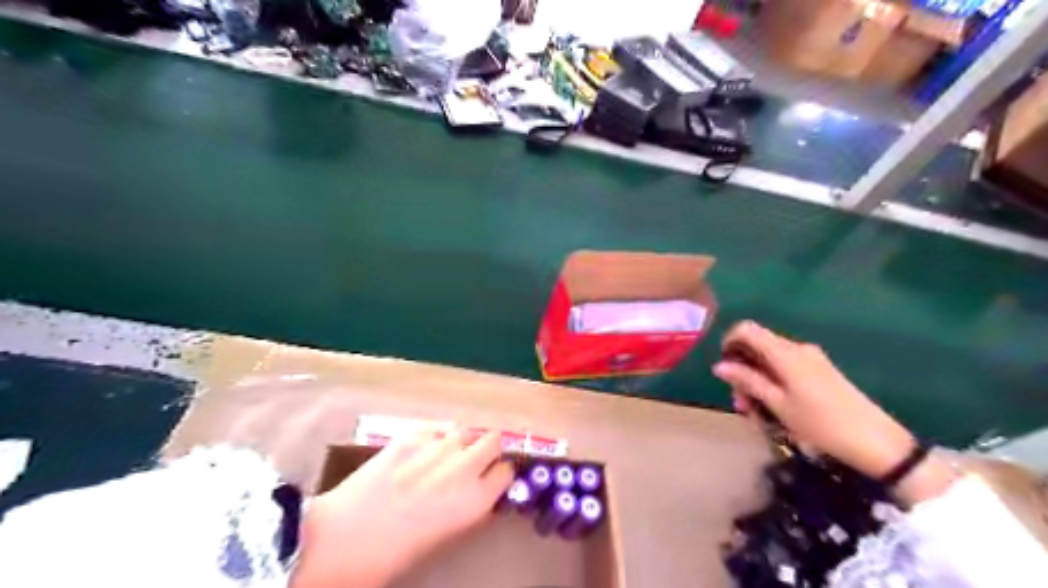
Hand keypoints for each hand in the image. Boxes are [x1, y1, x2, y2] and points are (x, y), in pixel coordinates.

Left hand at [291, 431, 513, 587]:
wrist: (340, 540)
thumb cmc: (392, 556)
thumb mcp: (442, 540)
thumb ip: (465, 510)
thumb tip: (474, 494)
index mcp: (474, 501)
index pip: (506, 472)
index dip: (499, 475)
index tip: (490, 479)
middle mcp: (463, 468)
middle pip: (493, 440)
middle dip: (487, 449)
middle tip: (472, 461)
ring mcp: (436, 447)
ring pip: (465, 429)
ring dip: (461, 441)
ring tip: (445, 455)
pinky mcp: (410, 436)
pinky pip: (435, 428)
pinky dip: (435, 437)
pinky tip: (421, 451)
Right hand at [708, 320, 913, 479]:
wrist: (876, 442)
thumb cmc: (821, 424)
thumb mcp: (778, 405)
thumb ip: (748, 381)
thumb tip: (719, 366)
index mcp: (785, 353)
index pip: (747, 329)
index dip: (729, 342)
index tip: (724, 368)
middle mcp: (797, 349)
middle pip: (757, 346)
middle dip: (742, 371)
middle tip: (740, 403)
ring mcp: (811, 359)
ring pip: (770, 361)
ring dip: (756, 382)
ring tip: (756, 414)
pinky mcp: (820, 371)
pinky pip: (786, 369)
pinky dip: (773, 384)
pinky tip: (775, 410)